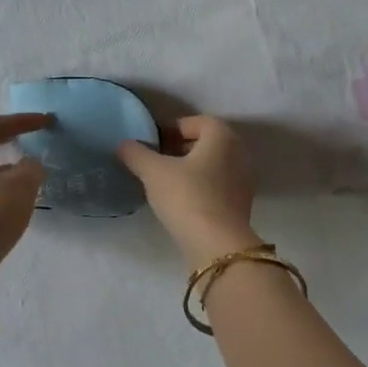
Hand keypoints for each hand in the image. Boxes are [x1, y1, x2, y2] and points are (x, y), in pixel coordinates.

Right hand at [118, 116, 261, 268]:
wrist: (217, 245)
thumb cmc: (187, 196)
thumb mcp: (153, 172)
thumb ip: (136, 153)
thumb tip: (123, 144)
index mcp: (222, 137)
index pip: (197, 121)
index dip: (173, 128)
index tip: (153, 142)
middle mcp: (239, 153)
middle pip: (207, 142)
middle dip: (181, 148)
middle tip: (156, 160)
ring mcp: (243, 180)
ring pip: (213, 165)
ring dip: (190, 168)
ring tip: (165, 182)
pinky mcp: (241, 205)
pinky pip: (218, 185)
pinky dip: (200, 186)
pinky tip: (181, 201)